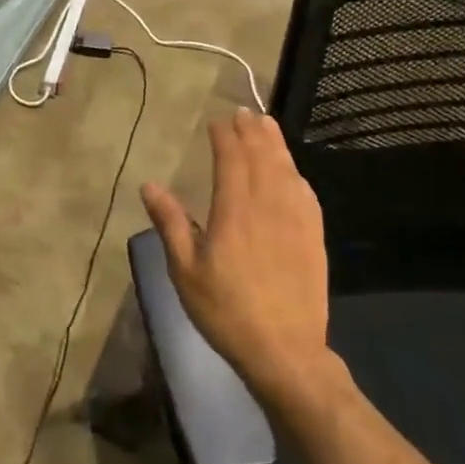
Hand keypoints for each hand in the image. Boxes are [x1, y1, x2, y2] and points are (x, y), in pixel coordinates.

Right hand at [140, 108, 328, 402]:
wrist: (285, 351)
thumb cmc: (226, 311)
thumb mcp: (185, 271)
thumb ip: (170, 223)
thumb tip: (150, 184)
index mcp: (234, 210)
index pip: (232, 159)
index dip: (225, 136)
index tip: (217, 121)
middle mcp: (268, 205)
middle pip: (262, 156)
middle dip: (252, 131)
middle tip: (244, 112)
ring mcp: (296, 220)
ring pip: (286, 169)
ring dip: (275, 144)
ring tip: (267, 124)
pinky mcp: (314, 236)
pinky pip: (306, 193)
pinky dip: (296, 173)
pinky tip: (292, 171)